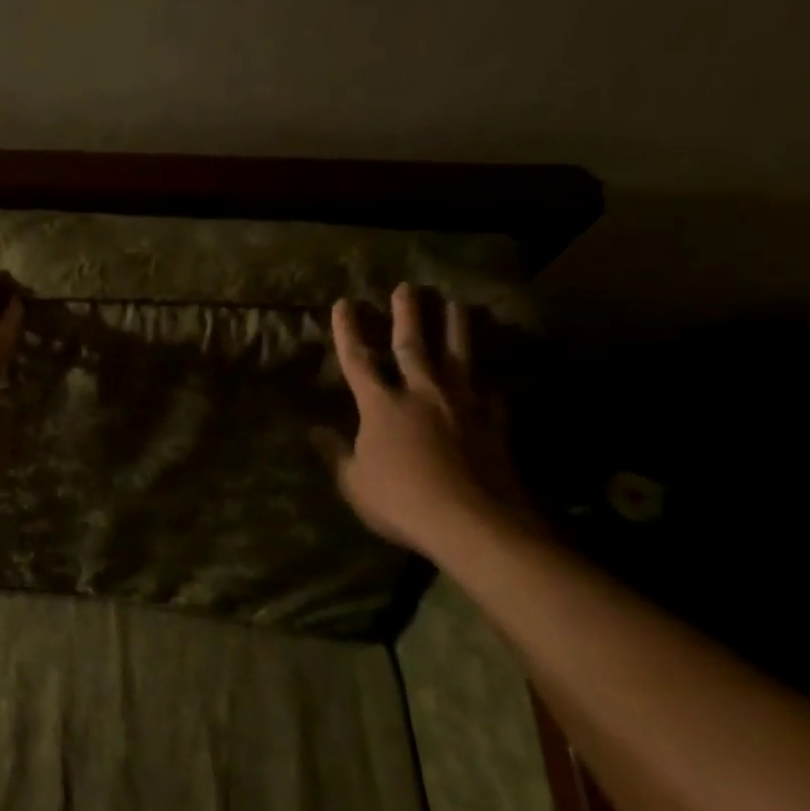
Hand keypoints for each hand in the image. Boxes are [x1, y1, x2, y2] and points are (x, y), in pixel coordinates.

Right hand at [314, 283, 532, 555]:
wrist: (473, 523)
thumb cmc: (401, 502)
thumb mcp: (354, 483)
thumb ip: (336, 453)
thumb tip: (315, 431)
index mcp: (381, 406)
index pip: (358, 360)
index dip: (348, 331)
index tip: (345, 303)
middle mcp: (421, 395)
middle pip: (412, 346)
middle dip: (407, 315)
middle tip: (408, 287)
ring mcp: (462, 407)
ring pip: (458, 358)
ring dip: (456, 329)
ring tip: (457, 304)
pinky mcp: (494, 426)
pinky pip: (491, 397)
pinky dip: (488, 387)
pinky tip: (490, 383)